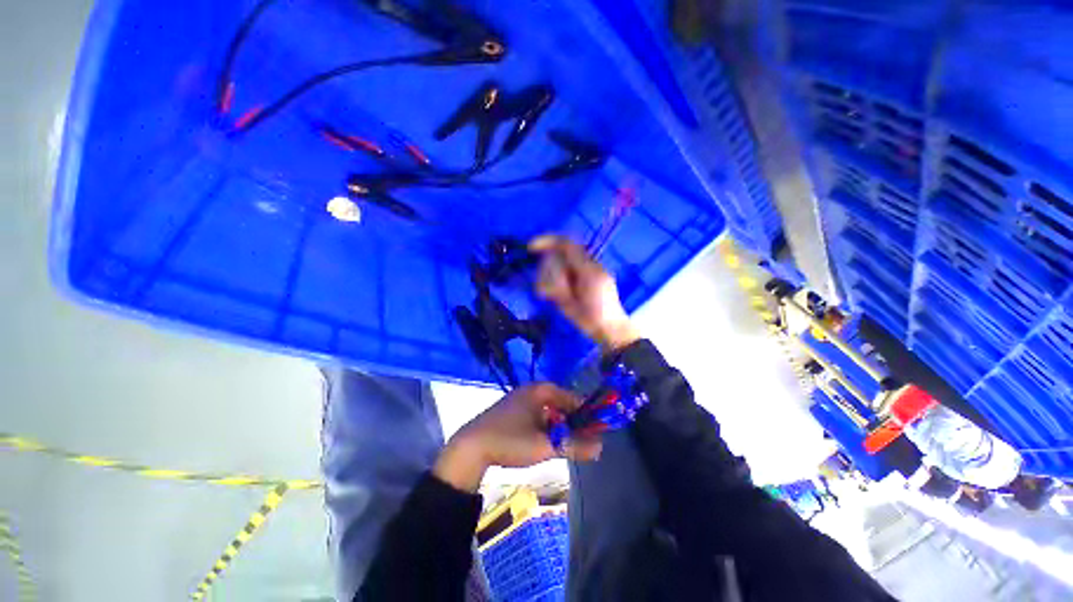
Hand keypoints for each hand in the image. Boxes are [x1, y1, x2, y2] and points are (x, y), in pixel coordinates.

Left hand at [433, 384, 602, 491]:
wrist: (470, 447)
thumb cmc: (510, 440)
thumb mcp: (545, 445)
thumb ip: (574, 445)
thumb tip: (601, 448)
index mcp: (541, 390)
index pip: (573, 397)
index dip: (587, 413)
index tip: (598, 431)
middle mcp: (532, 391)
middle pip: (562, 404)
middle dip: (574, 422)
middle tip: (584, 442)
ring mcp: (522, 400)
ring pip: (550, 412)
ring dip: (561, 426)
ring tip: (568, 444)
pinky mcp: (514, 412)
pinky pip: (539, 417)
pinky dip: (547, 428)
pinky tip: (549, 442)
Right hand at [530, 235, 640, 352]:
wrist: (601, 327)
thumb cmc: (602, 301)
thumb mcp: (592, 276)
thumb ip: (576, 258)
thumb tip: (559, 244)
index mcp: (583, 259)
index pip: (562, 243)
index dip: (546, 241)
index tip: (530, 247)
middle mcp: (570, 266)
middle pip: (550, 260)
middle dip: (554, 275)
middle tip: (568, 291)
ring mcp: (561, 279)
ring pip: (543, 272)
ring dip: (551, 285)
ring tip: (565, 297)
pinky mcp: (555, 292)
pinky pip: (541, 285)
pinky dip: (544, 290)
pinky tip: (551, 298)